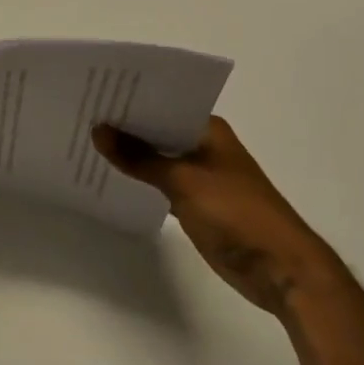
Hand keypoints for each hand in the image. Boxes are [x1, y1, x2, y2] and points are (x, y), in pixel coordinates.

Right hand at [94, 117, 337, 315]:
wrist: (282, 270)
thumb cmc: (237, 213)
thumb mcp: (183, 180)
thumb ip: (139, 157)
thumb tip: (98, 130)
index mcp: (208, 129)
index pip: (162, 103)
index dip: (129, 100)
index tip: (94, 94)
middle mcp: (204, 146)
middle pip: (157, 130)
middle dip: (124, 127)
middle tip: (81, 116)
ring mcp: (201, 176)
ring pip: (157, 158)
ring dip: (130, 155)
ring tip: (87, 143)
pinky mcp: (197, 203)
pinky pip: (160, 183)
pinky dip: (140, 181)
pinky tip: (110, 177)